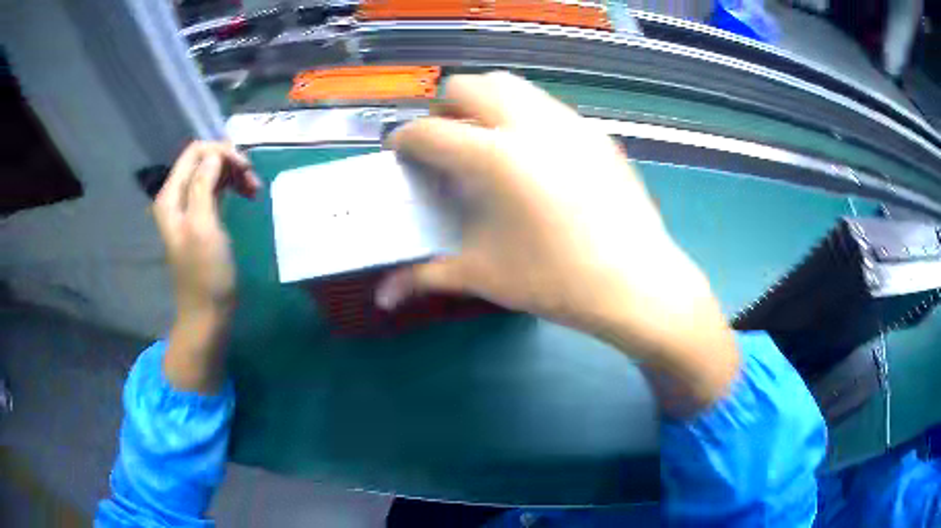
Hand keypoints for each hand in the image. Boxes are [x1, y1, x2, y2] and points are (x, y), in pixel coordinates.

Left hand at [153, 141, 259, 317]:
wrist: (208, 312)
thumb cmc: (205, 272)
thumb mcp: (202, 225)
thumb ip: (203, 184)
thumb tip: (215, 155)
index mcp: (171, 196)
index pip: (194, 152)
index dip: (220, 152)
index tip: (245, 167)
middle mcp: (177, 196)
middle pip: (204, 160)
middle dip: (230, 163)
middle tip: (253, 179)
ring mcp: (190, 207)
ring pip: (213, 174)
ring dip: (235, 176)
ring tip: (255, 190)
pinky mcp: (203, 218)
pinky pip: (217, 190)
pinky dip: (233, 188)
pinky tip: (248, 195)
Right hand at [383, 73, 737, 414]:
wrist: (636, 283)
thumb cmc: (556, 280)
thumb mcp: (484, 276)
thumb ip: (425, 275)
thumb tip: (384, 295)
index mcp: (493, 156)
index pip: (429, 132)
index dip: (405, 140)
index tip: (401, 152)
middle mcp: (529, 124)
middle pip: (467, 85)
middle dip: (444, 108)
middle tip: (446, 143)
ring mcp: (569, 122)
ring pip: (512, 86)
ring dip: (486, 103)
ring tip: (487, 142)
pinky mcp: (596, 133)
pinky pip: (547, 107)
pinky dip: (524, 116)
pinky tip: (533, 157)